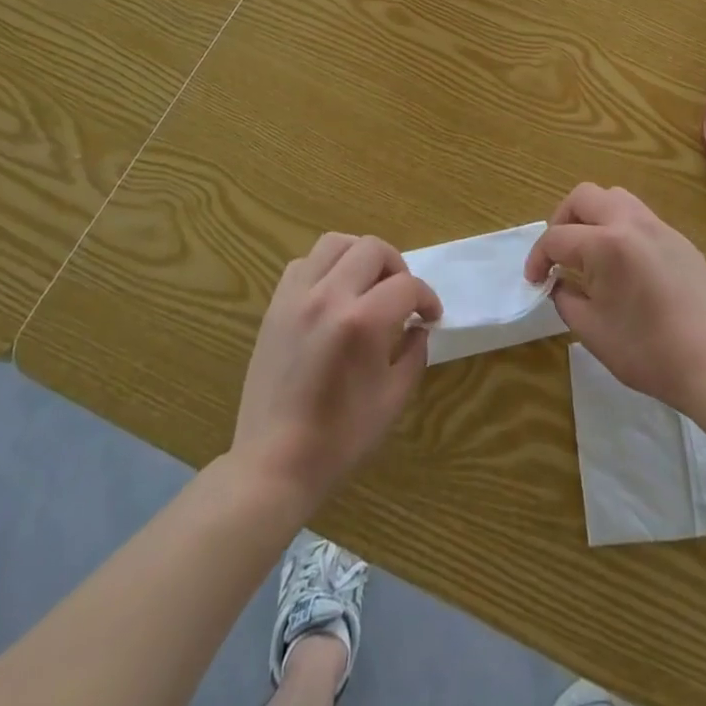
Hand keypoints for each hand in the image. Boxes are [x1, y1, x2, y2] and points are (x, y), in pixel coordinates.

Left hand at [232, 234, 441, 508]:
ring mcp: (297, 297)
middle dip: (398, 267)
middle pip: (373, 249)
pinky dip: (325, 267)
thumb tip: (418, 327)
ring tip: (368, 284)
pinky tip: (333, 294)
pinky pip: (304, 263)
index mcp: (362, 321)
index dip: (427, 298)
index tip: (431, 316)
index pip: (407, 285)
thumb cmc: (340, 438)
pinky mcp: (276, 305)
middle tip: (403, 296)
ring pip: (336, 243)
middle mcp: (329, 296)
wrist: (274, 463)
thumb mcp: (393, 399)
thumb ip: (414, 353)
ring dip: (360, 256)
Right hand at [525, 184, 705, 414]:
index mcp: (606, 244)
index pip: (557, 238)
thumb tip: (559, 283)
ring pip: (614, 197)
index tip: (535, 281)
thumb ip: (565, 298)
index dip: (538, 258)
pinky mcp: (679, 239)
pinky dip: (619, 227)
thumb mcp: (591, 331)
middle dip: (561, 220)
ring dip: (592, 216)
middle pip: (583, 197)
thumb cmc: (648, 352)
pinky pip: (639, 216)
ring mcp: (659, 227)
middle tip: (558, 253)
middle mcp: (631, 223)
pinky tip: (622, 262)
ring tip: (588, 250)